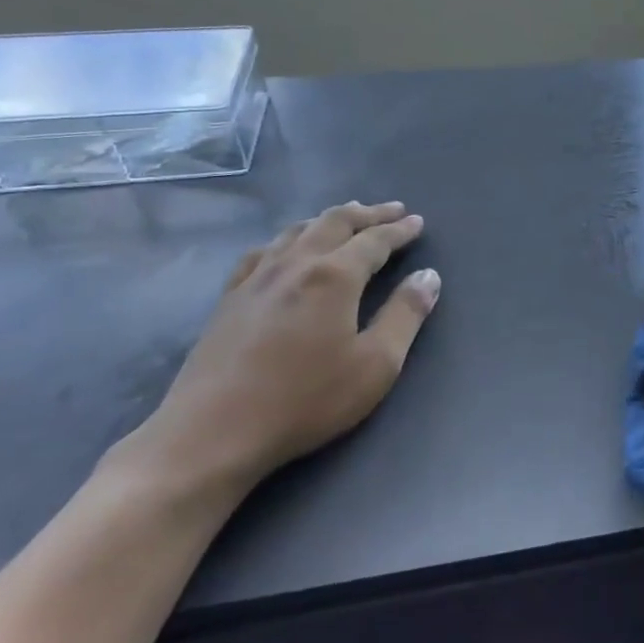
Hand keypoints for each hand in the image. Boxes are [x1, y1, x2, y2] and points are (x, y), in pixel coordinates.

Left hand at [127, 201, 440, 494]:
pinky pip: (263, 251)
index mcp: (334, 276)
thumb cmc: (306, 400)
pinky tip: (286, 248)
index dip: (399, 230)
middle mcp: (295, 264)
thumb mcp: (376, 364)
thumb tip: (429, 276)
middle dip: (367, 214)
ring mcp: (256, 278)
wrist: (214, 432)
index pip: (374, 241)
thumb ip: (405, 315)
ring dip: (328, 219)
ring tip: (347, 218)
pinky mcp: (229, 298)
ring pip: (297, 231)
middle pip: (334, 223)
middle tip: (392, 210)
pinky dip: (288, 238)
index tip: (417, 222)